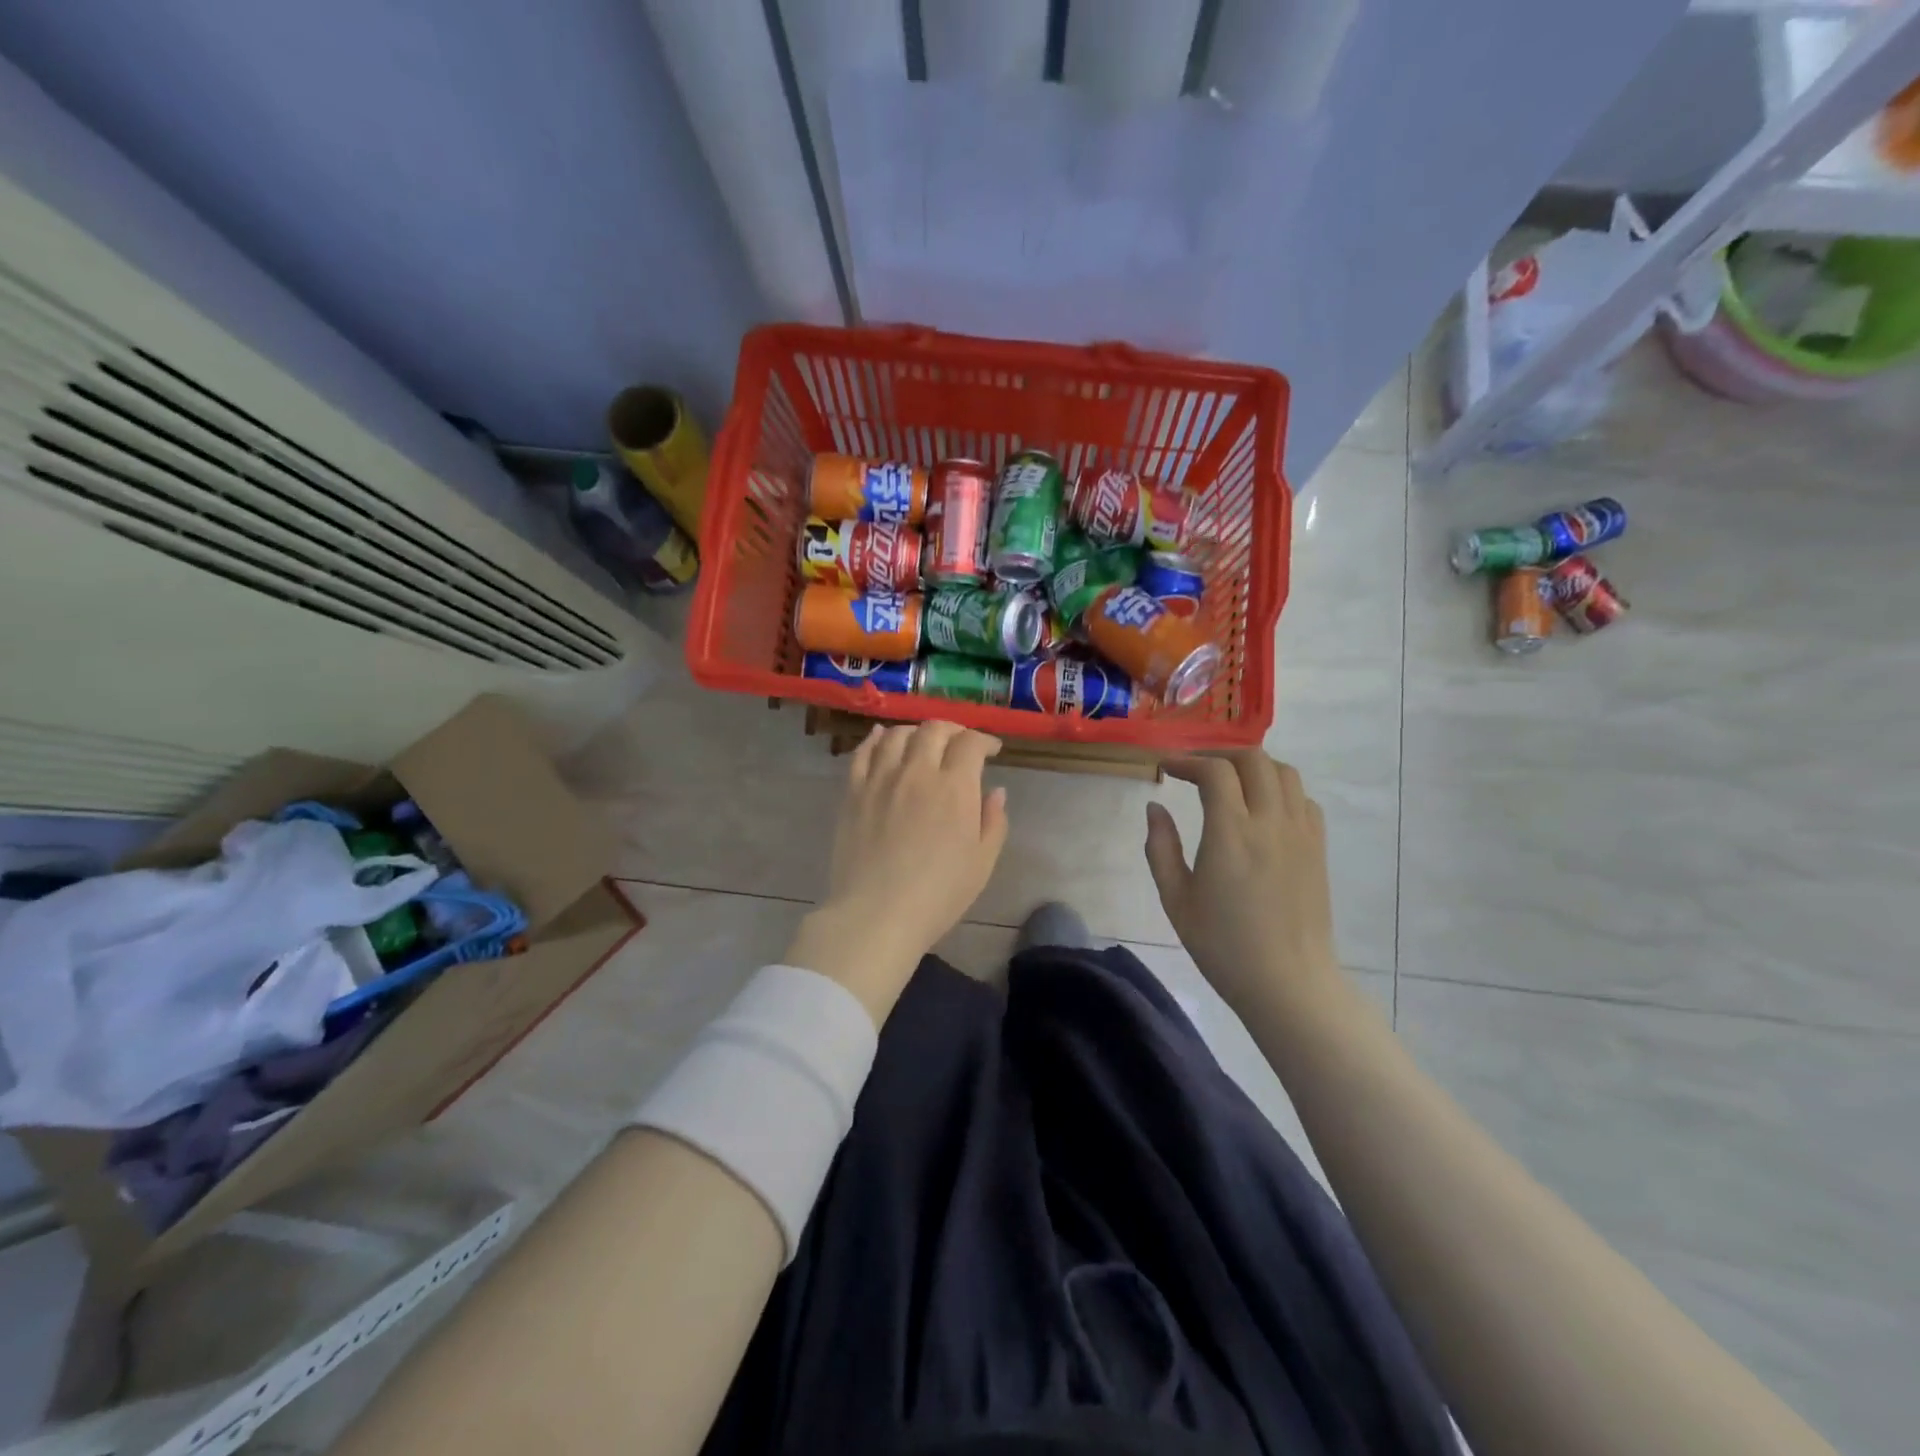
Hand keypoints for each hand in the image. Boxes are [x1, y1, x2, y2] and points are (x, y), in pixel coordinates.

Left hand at [785, 722, 1008, 1023]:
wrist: (876, 914)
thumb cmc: (938, 894)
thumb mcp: (982, 863)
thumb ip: (993, 822)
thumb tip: (995, 791)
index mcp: (954, 787)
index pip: (970, 743)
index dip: (984, 740)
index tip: (991, 750)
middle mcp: (917, 772)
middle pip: (934, 730)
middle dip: (952, 731)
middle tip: (959, 744)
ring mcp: (880, 779)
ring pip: (897, 735)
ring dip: (915, 732)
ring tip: (922, 742)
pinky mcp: (853, 792)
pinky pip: (862, 752)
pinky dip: (875, 739)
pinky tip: (881, 739)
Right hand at [1144, 750, 1340, 1016]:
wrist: (1288, 982)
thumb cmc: (1223, 945)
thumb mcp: (1176, 899)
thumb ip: (1161, 848)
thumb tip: (1155, 808)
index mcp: (1231, 834)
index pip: (1214, 772)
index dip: (1187, 761)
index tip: (1166, 768)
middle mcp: (1270, 822)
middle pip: (1253, 759)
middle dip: (1219, 754)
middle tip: (1195, 769)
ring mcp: (1300, 832)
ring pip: (1284, 772)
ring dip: (1253, 766)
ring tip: (1229, 781)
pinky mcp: (1318, 847)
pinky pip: (1303, 799)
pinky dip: (1279, 789)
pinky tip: (1261, 808)